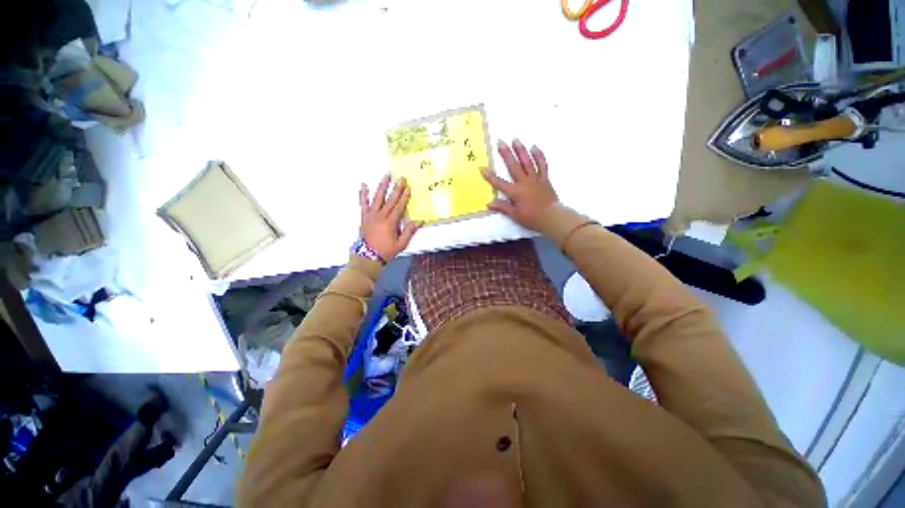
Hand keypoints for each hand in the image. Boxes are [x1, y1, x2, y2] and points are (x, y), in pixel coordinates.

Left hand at [359, 174, 420, 260]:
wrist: (367, 256)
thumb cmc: (386, 251)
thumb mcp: (400, 244)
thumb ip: (409, 232)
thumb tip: (418, 221)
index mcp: (390, 222)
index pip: (399, 206)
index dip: (404, 197)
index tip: (408, 188)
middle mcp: (380, 216)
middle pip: (390, 200)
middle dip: (396, 188)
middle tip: (401, 178)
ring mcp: (370, 215)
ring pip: (377, 198)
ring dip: (382, 186)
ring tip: (386, 176)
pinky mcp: (364, 216)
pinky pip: (363, 203)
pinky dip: (363, 194)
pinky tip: (364, 185)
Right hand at [482, 139, 558, 230]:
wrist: (552, 216)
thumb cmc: (532, 217)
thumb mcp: (515, 215)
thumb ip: (503, 207)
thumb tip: (489, 203)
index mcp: (516, 192)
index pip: (499, 183)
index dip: (490, 176)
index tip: (482, 168)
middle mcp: (524, 182)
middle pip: (513, 166)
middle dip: (506, 154)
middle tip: (500, 142)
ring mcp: (535, 179)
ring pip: (527, 162)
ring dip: (521, 150)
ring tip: (515, 140)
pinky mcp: (544, 179)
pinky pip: (542, 165)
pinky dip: (539, 156)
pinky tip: (534, 147)